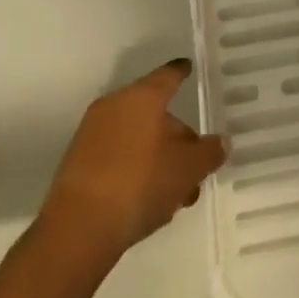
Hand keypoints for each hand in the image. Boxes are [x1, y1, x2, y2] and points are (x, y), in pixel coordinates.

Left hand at [39, 60, 226, 260]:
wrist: (78, 229)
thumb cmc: (140, 184)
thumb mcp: (187, 169)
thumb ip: (208, 152)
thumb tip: (221, 142)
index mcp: (142, 97)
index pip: (167, 76)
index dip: (181, 72)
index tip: (188, 68)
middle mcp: (115, 105)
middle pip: (153, 112)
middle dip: (176, 137)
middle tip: (194, 167)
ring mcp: (92, 134)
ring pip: (136, 137)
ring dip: (157, 158)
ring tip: (174, 194)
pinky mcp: (78, 163)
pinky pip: (116, 156)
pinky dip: (134, 169)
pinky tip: (147, 200)